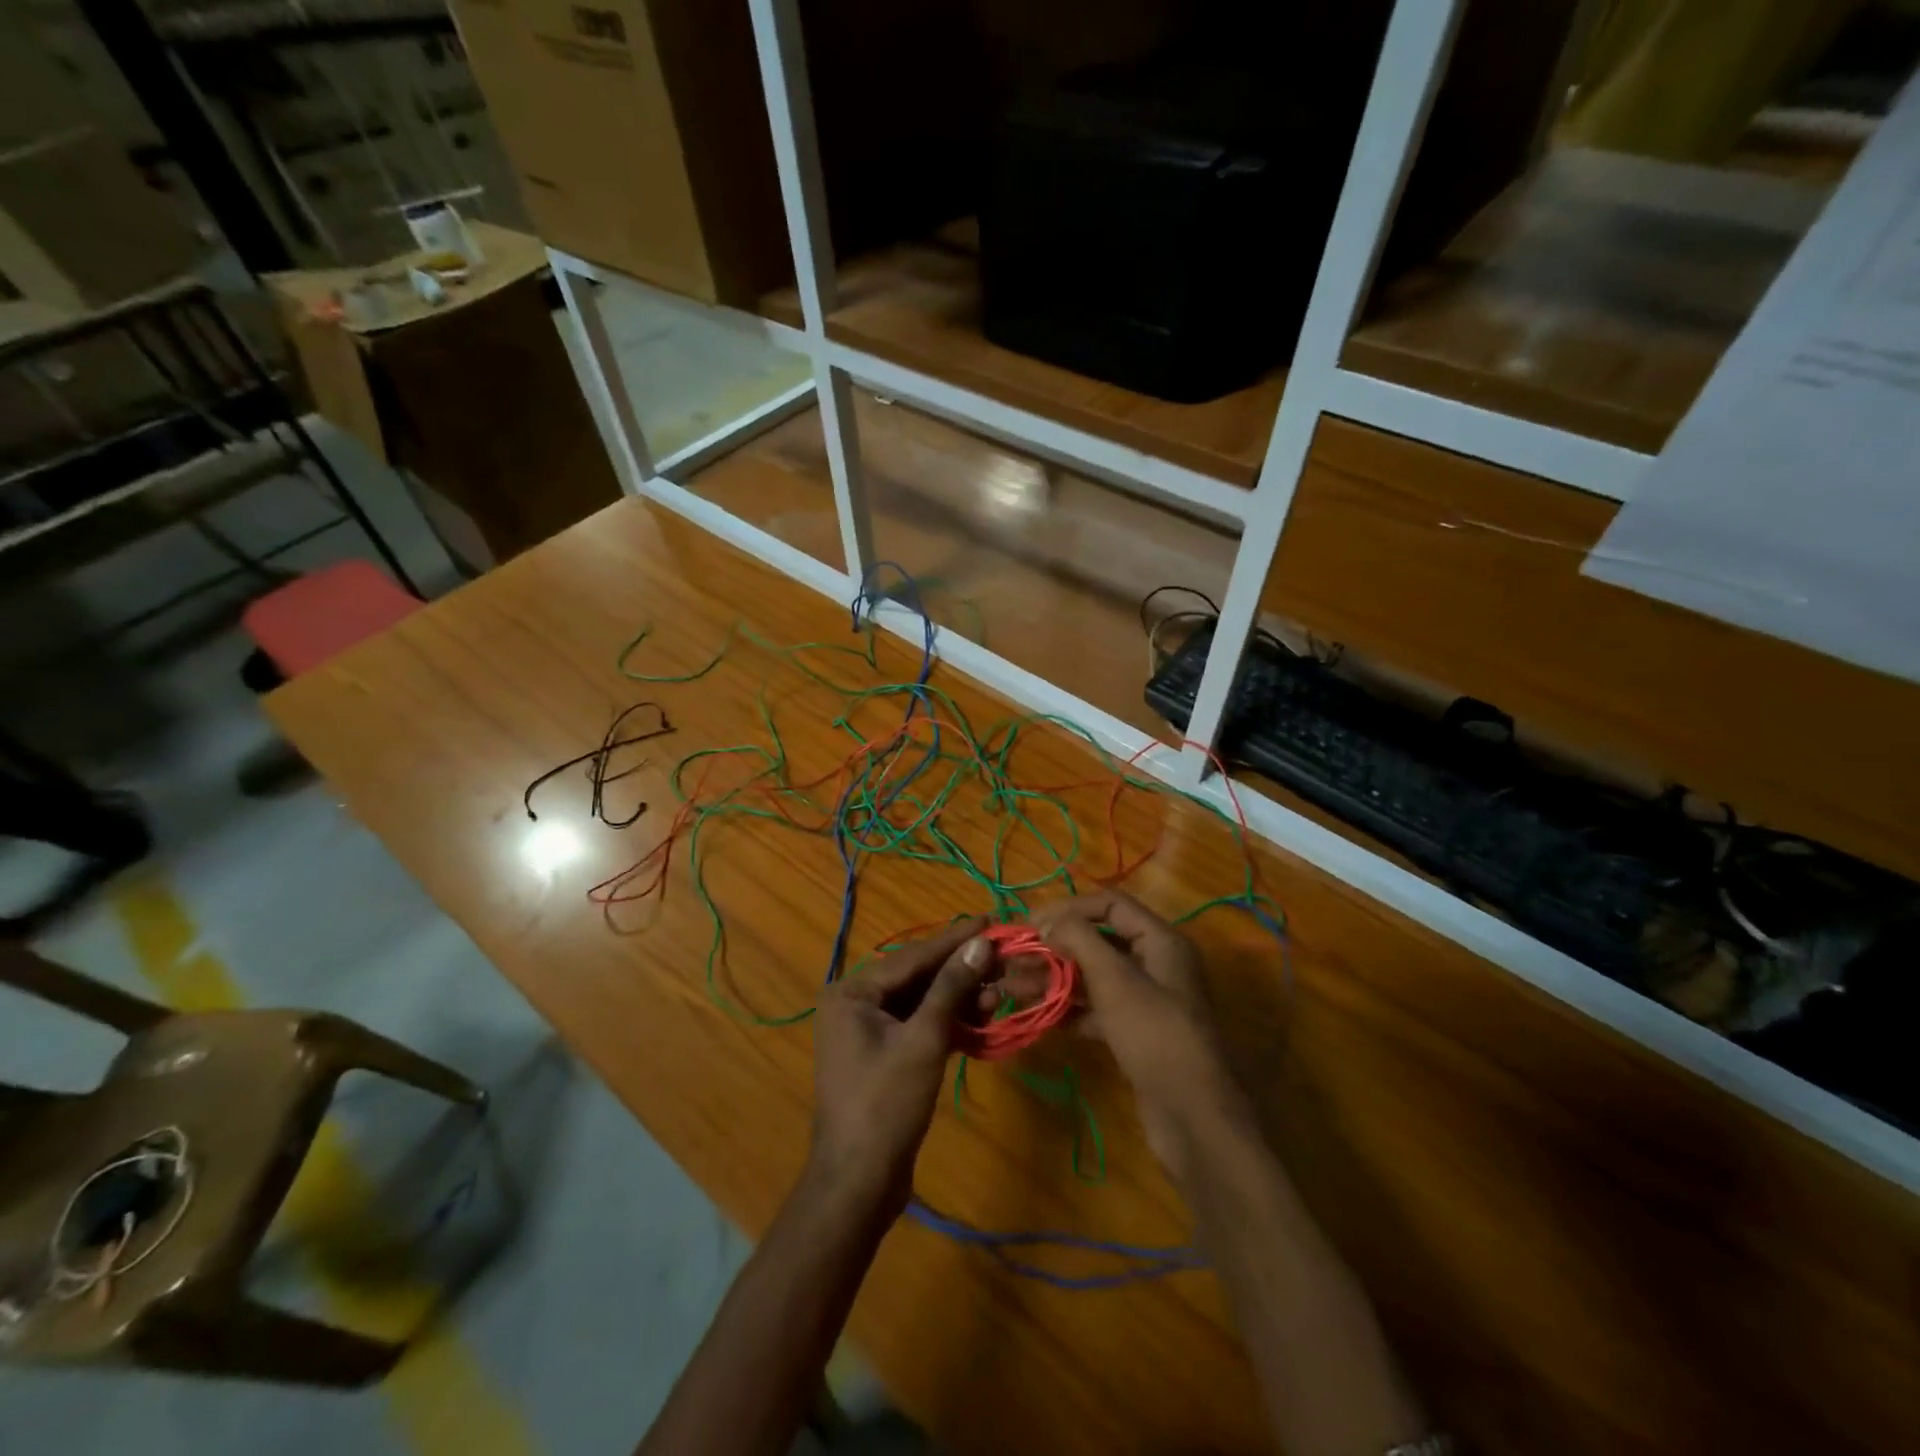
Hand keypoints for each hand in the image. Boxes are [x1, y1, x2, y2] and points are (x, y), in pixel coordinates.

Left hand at [808, 918, 993, 1215]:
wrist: (859, 1184)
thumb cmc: (886, 1105)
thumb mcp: (924, 1040)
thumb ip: (951, 988)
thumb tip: (980, 943)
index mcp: (852, 992)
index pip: (912, 956)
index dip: (954, 940)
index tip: (989, 920)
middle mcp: (855, 1003)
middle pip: (917, 976)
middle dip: (960, 970)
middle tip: (1001, 955)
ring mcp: (867, 1030)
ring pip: (921, 1001)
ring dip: (958, 998)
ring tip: (998, 992)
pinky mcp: (884, 1054)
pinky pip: (919, 1025)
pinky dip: (948, 1022)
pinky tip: (980, 1018)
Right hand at [1029, 892, 1252, 1183]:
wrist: (1194, 1119)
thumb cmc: (1155, 1035)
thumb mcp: (1116, 980)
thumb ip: (1079, 940)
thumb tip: (1047, 920)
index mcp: (1160, 941)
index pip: (1110, 905)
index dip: (1069, 908)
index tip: (1030, 923)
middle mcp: (1155, 964)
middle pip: (1098, 941)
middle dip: (1054, 947)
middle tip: (1013, 958)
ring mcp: (1146, 1001)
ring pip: (1093, 977)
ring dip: (1054, 978)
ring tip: (1013, 986)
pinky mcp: (1136, 1033)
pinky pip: (1097, 1009)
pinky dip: (1069, 1009)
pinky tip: (1040, 1015)